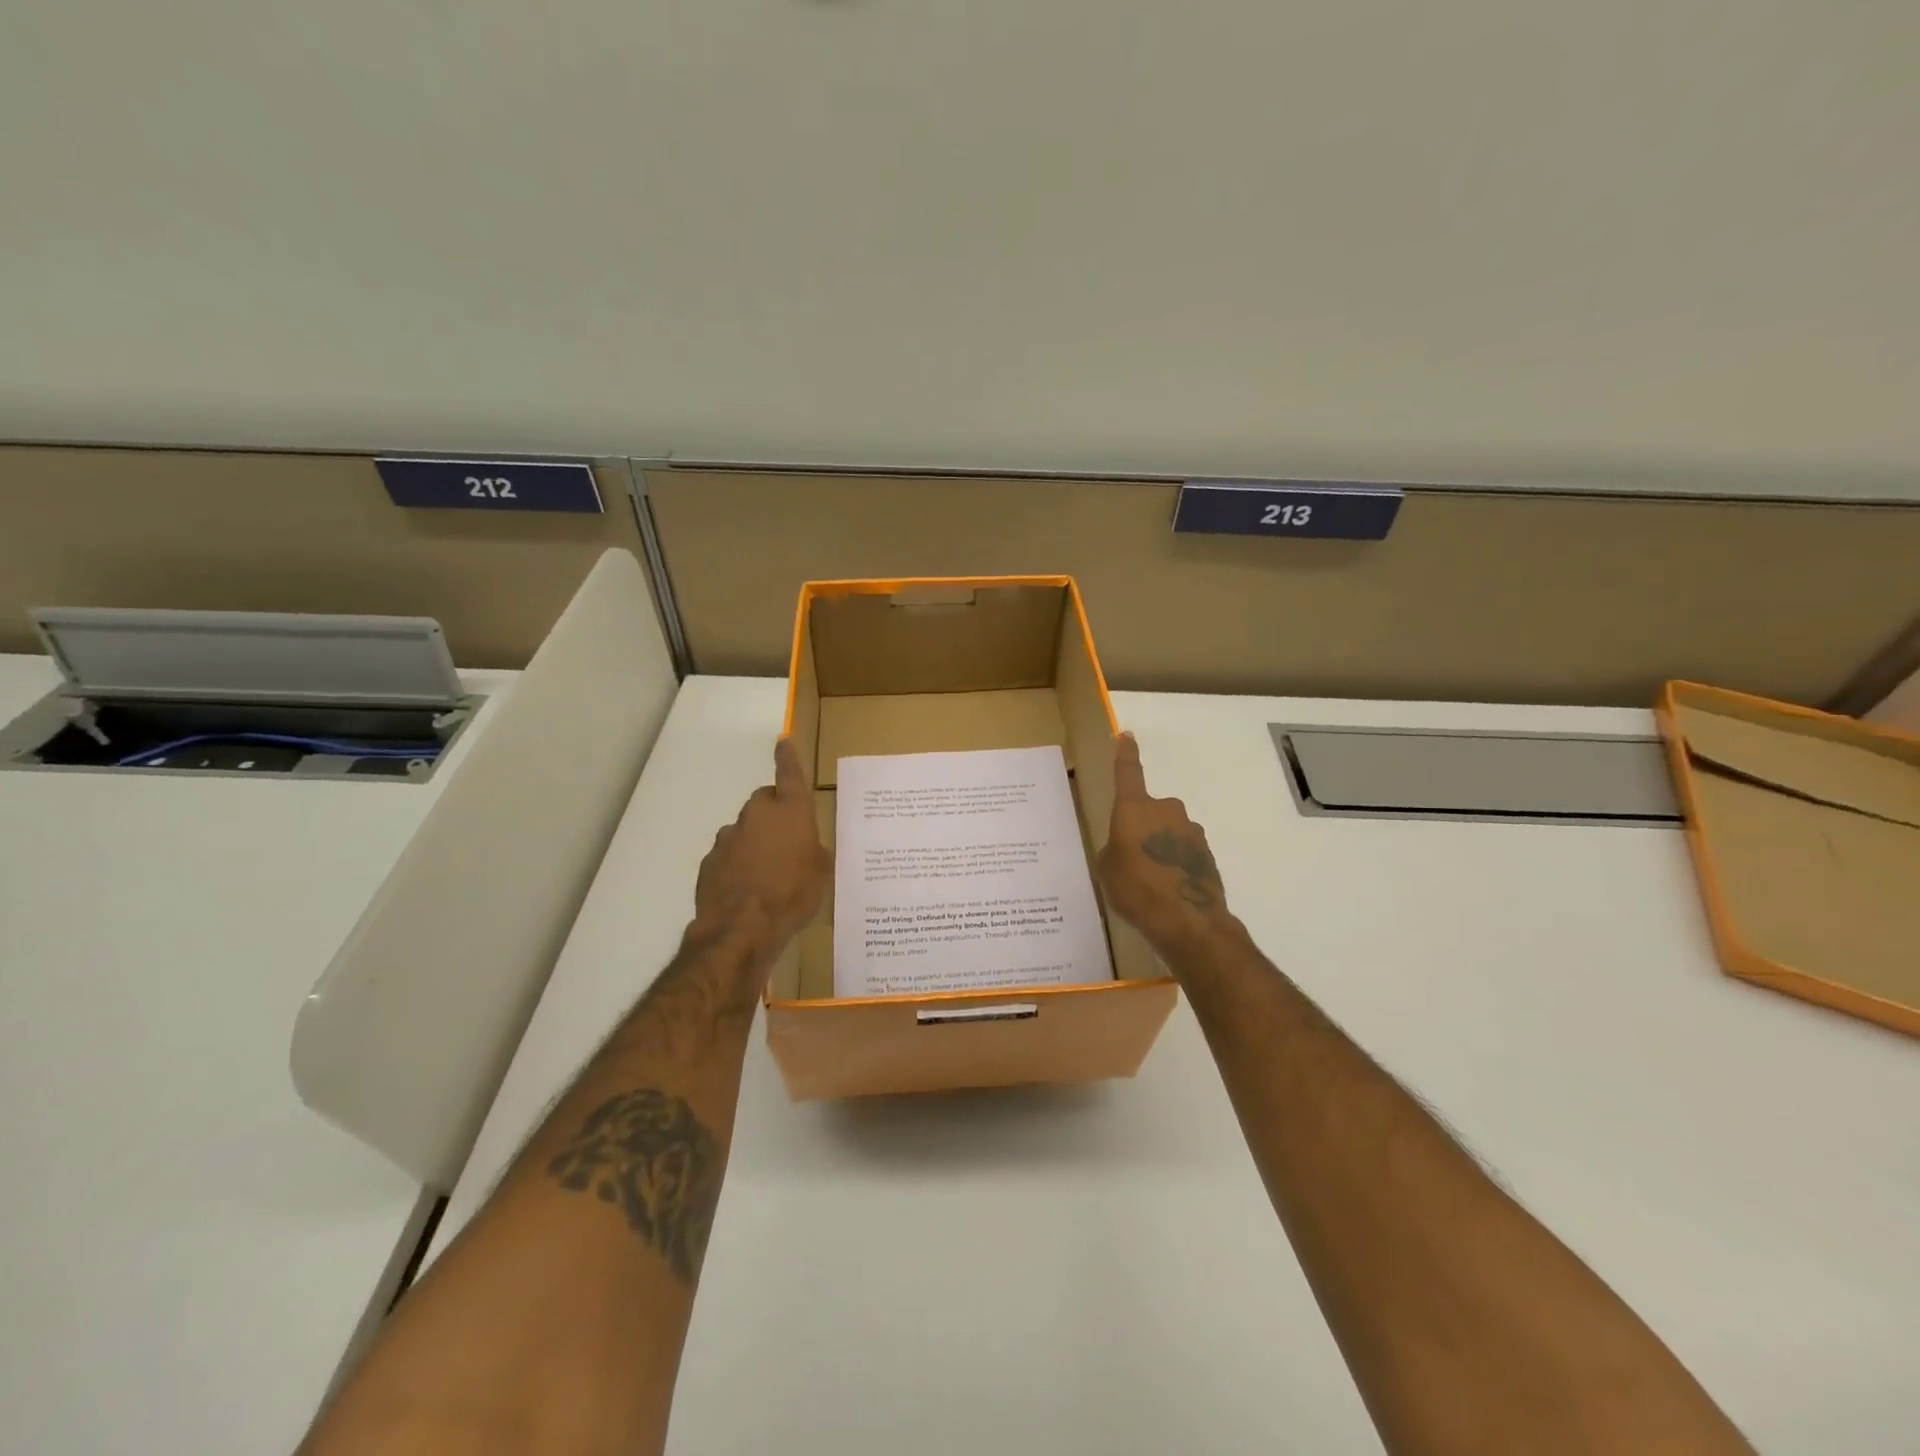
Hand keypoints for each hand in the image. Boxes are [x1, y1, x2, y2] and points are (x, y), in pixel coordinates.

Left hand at [694, 737, 830, 960]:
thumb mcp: (822, 875)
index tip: (783, 741)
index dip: (788, 757)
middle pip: (765, 802)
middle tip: (788, 842)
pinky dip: (737, 865)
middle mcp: (757, 815)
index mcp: (790, 812)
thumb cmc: (793, 895)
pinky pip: (728, 855)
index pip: (790, 774)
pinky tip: (746, 890)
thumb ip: (815, 853)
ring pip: (745, 829)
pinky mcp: (710, 861)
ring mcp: (729, 837)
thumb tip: (808, 849)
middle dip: (775, 815)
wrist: (741, 928)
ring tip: (767, 875)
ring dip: (755, 842)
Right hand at [1098, 732, 1234, 958]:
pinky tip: (1169, 888)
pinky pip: (1183, 850)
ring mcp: (1190, 830)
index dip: (1126, 754)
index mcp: (1134, 808)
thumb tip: (1125, 848)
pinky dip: (1176, 863)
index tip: (1126, 736)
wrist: (1188, 920)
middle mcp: (1165, 810)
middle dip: (1142, 828)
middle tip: (1131, 858)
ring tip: (1152, 880)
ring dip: (1160, 847)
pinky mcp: (1207, 852)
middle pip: (1149, 810)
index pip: (1128, 772)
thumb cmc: (1137, 890)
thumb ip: (1114, 849)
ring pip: (1168, 831)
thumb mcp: (1107, 870)